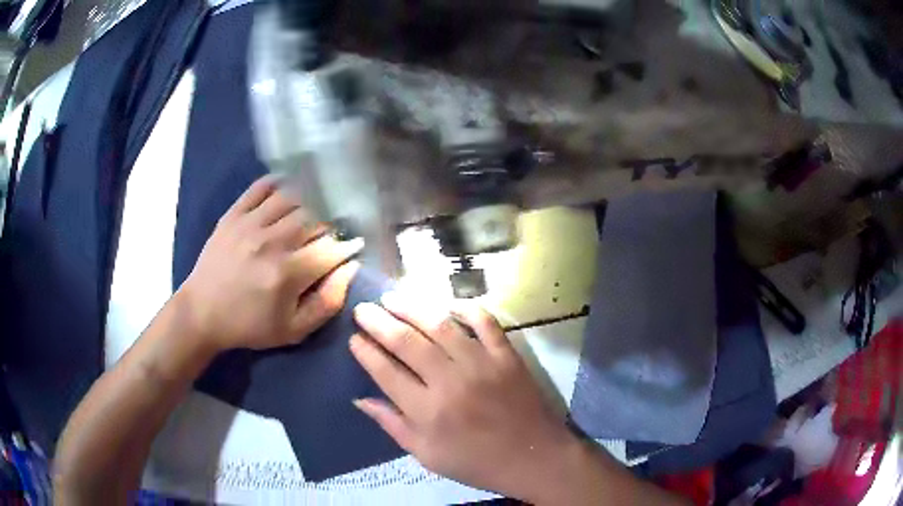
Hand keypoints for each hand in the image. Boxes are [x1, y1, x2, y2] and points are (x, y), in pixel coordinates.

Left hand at [179, 176, 361, 352]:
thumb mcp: (294, 330)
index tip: (352, 247)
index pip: (331, 248)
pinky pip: (261, 187)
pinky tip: (287, 191)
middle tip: (329, 234)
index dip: (347, 246)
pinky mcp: (234, 214)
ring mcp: (250, 224)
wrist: (202, 312)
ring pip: (292, 198)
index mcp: (288, 273)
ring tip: (310, 213)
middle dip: (329, 225)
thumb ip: (327, 303)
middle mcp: (272, 242)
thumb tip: (350, 269)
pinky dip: (279, 183)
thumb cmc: (250, 325)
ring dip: (308, 203)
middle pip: (315, 218)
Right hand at [350, 293, 579, 500]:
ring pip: (440, 325)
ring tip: (392, 298)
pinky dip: (467, 308)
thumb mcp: (427, 455)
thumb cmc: (476, 462)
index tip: (354, 337)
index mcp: (428, 411)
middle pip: (407, 342)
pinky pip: (485, 322)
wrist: (533, 457)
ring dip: (412, 308)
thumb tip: (360, 399)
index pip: (386, 372)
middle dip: (379, 322)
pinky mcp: (506, 355)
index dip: (366, 352)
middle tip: (363, 309)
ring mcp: (482, 363)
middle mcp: (450, 381)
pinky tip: (449, 304)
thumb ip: (393, 425)